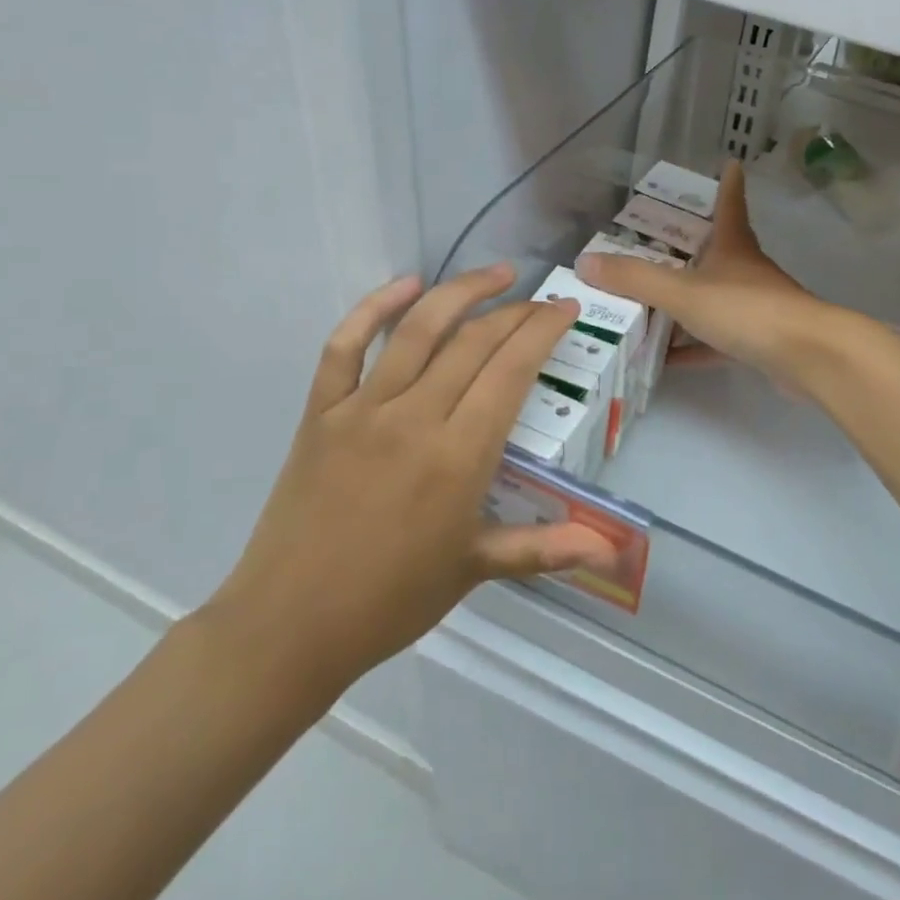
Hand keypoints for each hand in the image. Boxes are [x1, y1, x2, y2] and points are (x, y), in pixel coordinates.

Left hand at [202, 266, 619, 717]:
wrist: (290, 625)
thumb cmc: (392, 600)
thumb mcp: (476, 569)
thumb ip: (546, 548)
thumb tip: (610, 553)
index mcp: (459, 455)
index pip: (511, 370)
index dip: (543, 331)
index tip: (566, 308)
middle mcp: (415, 418)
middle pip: (474, 342)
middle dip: (516, 312)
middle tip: (542, 301)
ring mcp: (362, 409)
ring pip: (418, 329)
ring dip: (460, 292)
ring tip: (496, 274)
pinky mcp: (321, 412)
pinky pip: (344, 346)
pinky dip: (374, 308)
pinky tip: (405, 284)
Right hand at [575, 161, 837, 384]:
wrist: (807, 356)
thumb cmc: (746, 310)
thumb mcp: (683, 292)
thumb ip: (635, 280)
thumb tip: (585, 263)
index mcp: (732, 246)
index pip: (729, 203)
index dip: (727, 183)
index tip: (729, 163)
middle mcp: (744, 271)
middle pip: (716, 250)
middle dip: (689, 245)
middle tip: (653, 242)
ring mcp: (754, 307)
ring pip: (712, 298)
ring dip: (683, 303)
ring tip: (644, 305)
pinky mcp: (757, 341)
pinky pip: (715, 341)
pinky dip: (691, 347)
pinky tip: (665, 359)